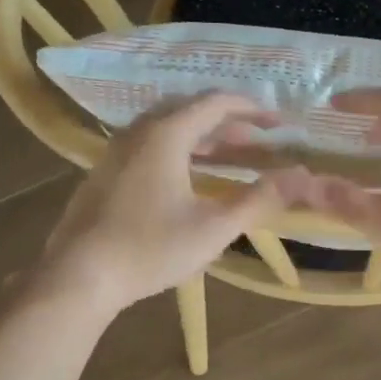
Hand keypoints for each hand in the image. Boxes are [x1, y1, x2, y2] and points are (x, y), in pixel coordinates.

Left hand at [33, 93, 286, 316]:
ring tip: (227, 156)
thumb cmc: (150, 249)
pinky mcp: (104, 174)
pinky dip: (177, 150)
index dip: (252, 110)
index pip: (216, 103)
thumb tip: (302, 177)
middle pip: (189, 110)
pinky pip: (148, 145)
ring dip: (201, 136)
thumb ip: (259, 200)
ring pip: (165, 128)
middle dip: (227, 122)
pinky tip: (186, 178)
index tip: (279, 123)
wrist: (78, 276)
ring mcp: (116, 152)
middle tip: (256, 141)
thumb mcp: (213, 228)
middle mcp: (138, 132)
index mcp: (166, 134)